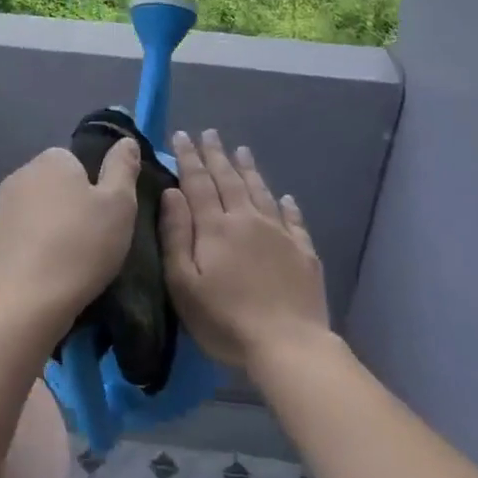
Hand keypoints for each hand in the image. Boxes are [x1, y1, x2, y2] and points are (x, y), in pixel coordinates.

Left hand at [0, 140, 141, 331]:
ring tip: (71, 254)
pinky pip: (22, 229)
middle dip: (71, 201)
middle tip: (93, 235)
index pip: (77, 160)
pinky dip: (34, 240)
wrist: (32, 300)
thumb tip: (126, 141)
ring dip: (51, 221)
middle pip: (55, 181)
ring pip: (37, 205)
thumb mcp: (120, 203)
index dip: (94, 186)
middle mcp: (21, 173)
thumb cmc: (84, 244)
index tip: (104, 214)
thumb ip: (123, 167)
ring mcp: (1, 205)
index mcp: (51, 159)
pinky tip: (47, 264)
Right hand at [160, 129, 328, 373]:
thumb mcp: (184, 283)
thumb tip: (173, 194)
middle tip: (210, 134)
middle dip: (217, 155)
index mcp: (216, 227)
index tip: (183, 136)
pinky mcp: (303, 252)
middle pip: (230, 180)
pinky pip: (293, 219)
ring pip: (261, 192)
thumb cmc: (225, 320)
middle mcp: (248, 220)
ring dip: (249, 170)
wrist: (288, 344)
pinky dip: (286, 204)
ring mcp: (280, 234)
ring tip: (242, 151)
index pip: (199, 183)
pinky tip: (285, 197)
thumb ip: (176, 235)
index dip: (189, 158)